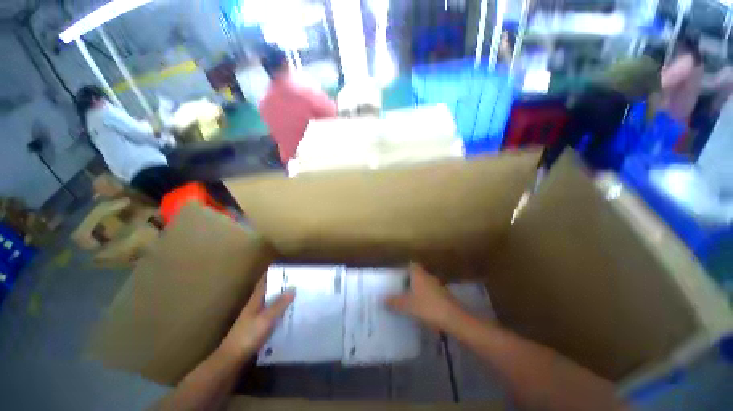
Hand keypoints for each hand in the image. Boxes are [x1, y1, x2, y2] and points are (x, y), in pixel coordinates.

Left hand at [220, 279, 293, 359]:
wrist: (231, 359)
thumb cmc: (248, 335)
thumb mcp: (266, 319)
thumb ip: (279, 304)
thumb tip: (293, 288)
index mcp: (255, 301)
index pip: (263, 283)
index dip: (271, 274)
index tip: (283, 268)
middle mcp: (254, 307)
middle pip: (267, 292)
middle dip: (279, 286)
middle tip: (295, 281)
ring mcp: (254, 319)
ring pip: (270, 304)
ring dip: (280, 299)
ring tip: (295, 295)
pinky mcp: (256, 329)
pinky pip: (271, 315)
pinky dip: (279, 312)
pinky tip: (287, 315)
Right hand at [385, 264, 464, 331]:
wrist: (453, 318)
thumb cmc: (427, 307)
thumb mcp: (407, 305)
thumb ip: (394, 302)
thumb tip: (383, 299)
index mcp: (419, 275)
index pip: (412, 265)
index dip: (405, 269)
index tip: (398, 276)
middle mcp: (429, 277)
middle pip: (418, 275)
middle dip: (410, 280)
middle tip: (401, 289)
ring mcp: (438, 286)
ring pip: (425, 284)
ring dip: (419, 290)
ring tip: (410, 299)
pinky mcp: (445, 296)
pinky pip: (432, 293)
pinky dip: (426, 298)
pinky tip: (422, 308)